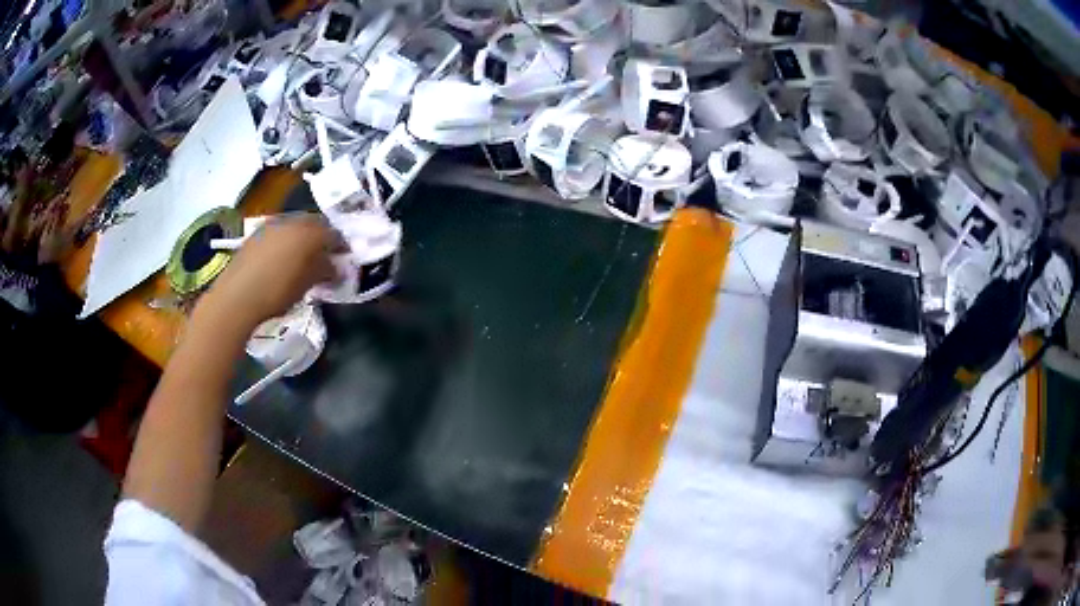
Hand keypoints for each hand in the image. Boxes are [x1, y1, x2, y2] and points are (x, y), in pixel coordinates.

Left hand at [197, 213, 339, 331]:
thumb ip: (325, 271)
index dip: (341, 246)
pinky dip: (284, 243)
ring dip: (301, 240)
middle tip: (324, 257)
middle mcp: (291, 221)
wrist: (236, 297)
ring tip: (302, 260)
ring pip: (294, 227)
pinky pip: (278, 234)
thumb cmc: (277, 292)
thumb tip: (335, 267)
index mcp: (309, 231)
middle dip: (321, 239)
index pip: (333, 233)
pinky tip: (281, 261)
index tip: (343, 259)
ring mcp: (271, 225)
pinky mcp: (255, 235)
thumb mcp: (307, 284)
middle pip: (313, 224)